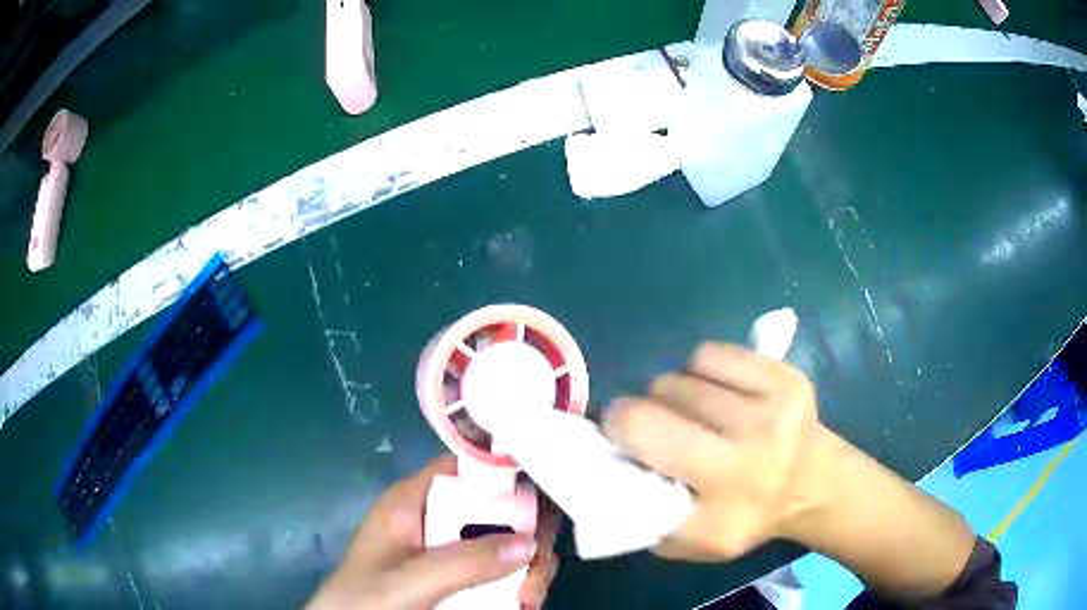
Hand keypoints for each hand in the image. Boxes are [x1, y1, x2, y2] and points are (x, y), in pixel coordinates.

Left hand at [306, 455, 559, 609]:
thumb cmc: (364, 602)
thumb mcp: (405, 583)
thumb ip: (460, 562)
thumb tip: (531, 542)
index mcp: (416, 500)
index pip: (468, 463)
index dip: (510, 468)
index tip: (552, 489)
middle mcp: (440, 517)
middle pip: (503, 504)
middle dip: (530, 534)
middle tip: (537, 571)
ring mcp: (454, 548)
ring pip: (512, 539)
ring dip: (531, 566)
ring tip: (529, 599)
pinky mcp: (465, 576)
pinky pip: (507, 569)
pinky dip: (523, 583)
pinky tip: (524, 603)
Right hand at [603, 342, 827, 560]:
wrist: (813, 485)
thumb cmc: (745, 518)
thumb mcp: (690, 542)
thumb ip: (644, 515)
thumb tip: (605, 470)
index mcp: (724, 482)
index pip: (644, 427)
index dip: (619, 426)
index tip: (622, 439)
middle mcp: (752, 436)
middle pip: (663, 391)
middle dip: (647, 407)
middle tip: (659, 429)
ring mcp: (773, 397)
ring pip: (686, 370)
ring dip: (676, 391)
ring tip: (691, 413)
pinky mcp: (783, 372)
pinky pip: (715, 352)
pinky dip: (702, 369)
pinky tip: (714, 393)